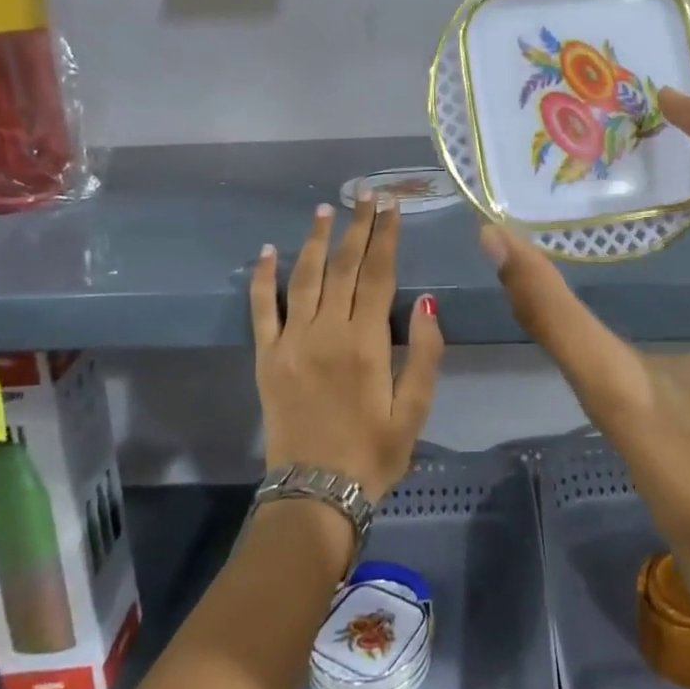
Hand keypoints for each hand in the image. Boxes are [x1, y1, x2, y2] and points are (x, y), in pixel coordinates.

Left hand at [250, 199, 444, 504]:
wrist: (315, 494)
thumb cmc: (374, 453)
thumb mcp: (415, 410)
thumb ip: (425, 354)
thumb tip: (427, 302)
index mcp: (367, 342)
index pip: (379, 274)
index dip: (386, 237)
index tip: (391, 207)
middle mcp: (327, 331)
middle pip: (344, 266)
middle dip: (357, 227)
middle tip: (366, 194)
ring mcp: (292, 341)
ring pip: (305, 277)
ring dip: (315, 240)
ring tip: (326, 209)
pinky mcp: (266, 357)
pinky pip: (262, 308)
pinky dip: (263, 277)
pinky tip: (268, 250)